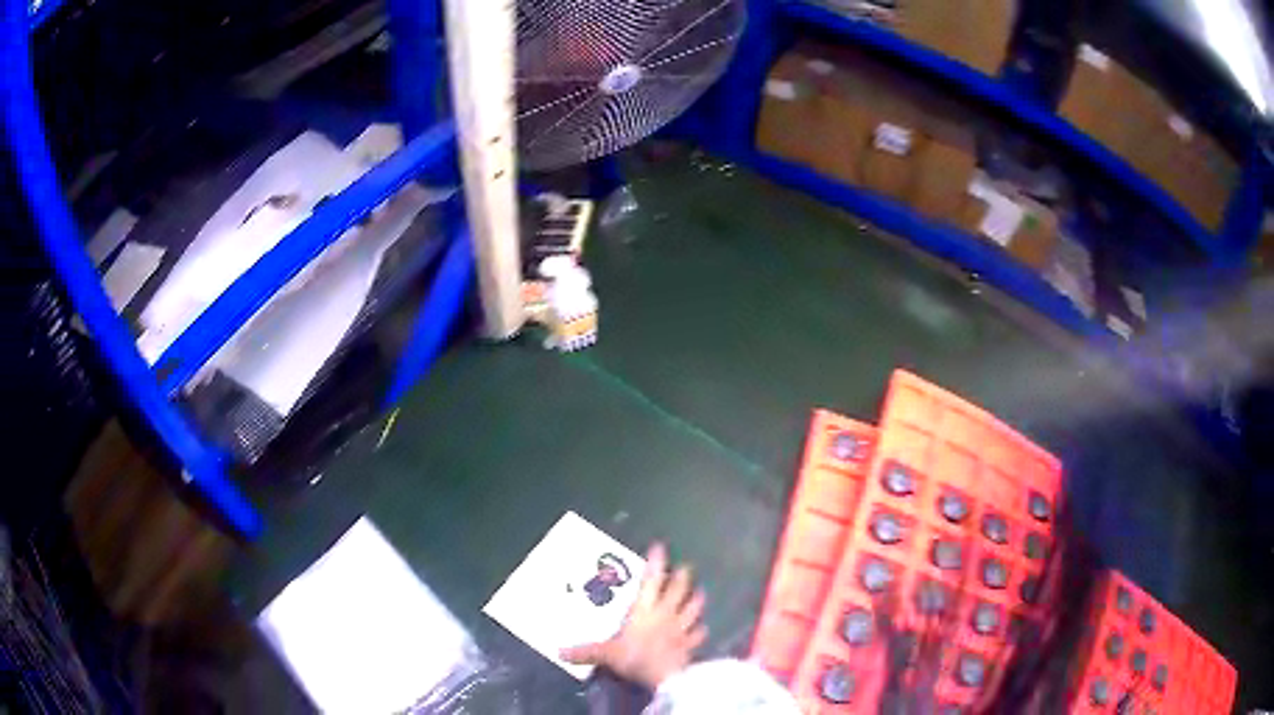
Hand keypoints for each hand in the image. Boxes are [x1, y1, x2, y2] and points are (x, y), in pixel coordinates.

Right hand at [561, 543, 707, 689]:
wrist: (665, 676)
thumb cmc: (635, 657)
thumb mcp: (606, 654)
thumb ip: (585, 652)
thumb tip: (559, 652)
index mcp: (643, 610)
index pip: (649, 582)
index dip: (655, 564)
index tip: (660, 547)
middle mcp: (665, 614)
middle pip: (677, 591)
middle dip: (681, 577)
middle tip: (686, 566)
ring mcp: (681, 628)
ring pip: (692, 608)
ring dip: (696, 599)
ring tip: (700, 591)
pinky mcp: (690, 644)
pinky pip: (697, 634)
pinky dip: (700, 630)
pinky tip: (703, 628)